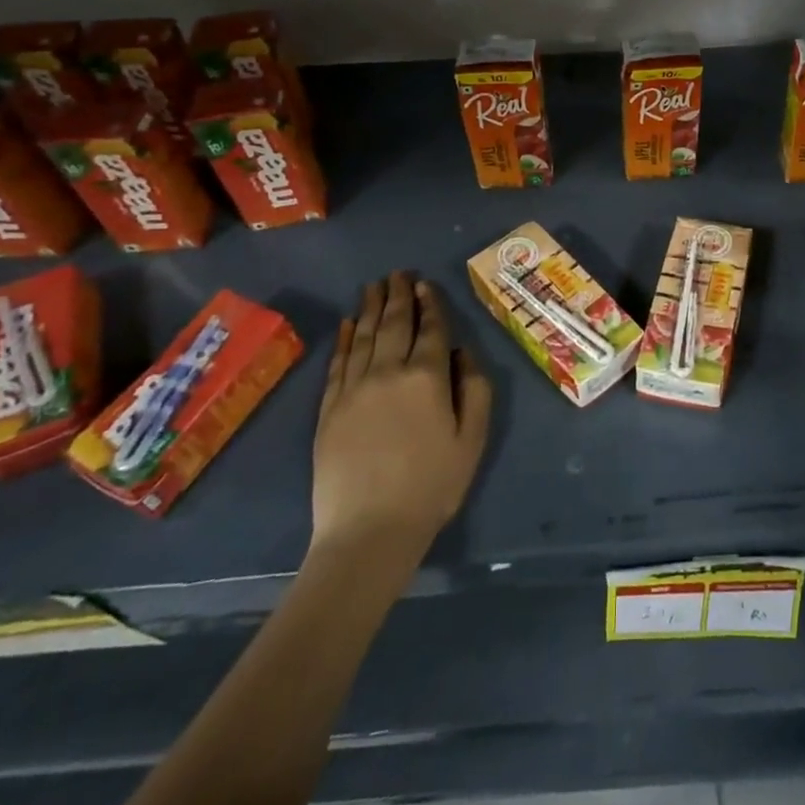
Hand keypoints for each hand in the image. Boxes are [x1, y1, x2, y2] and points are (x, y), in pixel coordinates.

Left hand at [311, 272, 490, 562]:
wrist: (369, 531)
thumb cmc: (432, 485)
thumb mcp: (473, 438)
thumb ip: (475, 388)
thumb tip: (462, 351)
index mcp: (427, 376)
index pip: (430, 329)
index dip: (430, 304)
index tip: (425, 284)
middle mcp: (388, 371)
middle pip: (393, 323)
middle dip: (397, 295)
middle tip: (398, 273)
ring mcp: (353, 389)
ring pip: (363, 336)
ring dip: (370, 308)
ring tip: (374, 286)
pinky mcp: (328, 409)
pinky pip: (337, 363)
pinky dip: (344, 339)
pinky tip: (347, 324)